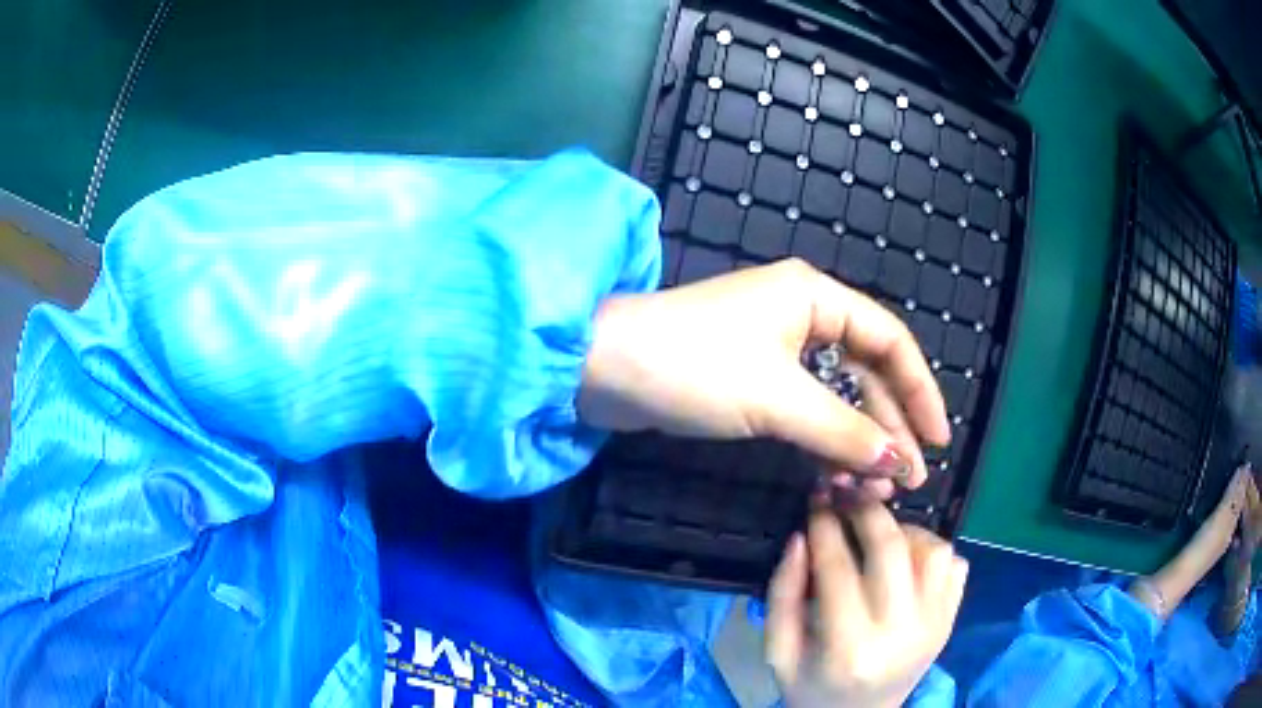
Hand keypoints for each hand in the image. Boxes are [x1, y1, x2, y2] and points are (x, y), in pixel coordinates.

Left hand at [578, 258, 949, 490]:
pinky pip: (805, 412)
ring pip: (835, 399)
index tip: (936, 440)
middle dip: (888, 429)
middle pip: (866, 374)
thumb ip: (843, 431)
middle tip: (906, 481)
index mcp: (815, 298)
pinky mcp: (753, 382)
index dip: (920, 390)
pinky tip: (837, 478)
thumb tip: (896, 464)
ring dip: (856, 443)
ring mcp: (776, 350)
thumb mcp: (778, 399)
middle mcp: (803, 317)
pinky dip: (822, 444)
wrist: (604, 371)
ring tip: (873, 490)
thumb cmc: (695, 367)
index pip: (889, 341)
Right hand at [765, 502, 967, 707]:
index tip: (816, 498)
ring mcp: (935, 626)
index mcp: (849, 649)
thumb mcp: (779, 652)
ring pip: (933, 550)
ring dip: (905, 530)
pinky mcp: (951, 621)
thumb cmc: (812, 687)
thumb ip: (783, 595)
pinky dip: (933, 550)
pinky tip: (908, 560)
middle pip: (892, 550)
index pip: (838, 570)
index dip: (824, 526)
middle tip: (849, 495)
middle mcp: (901, 634)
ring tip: (880, 535)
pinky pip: (954, 565)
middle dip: (867, 511)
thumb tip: (801, 536)